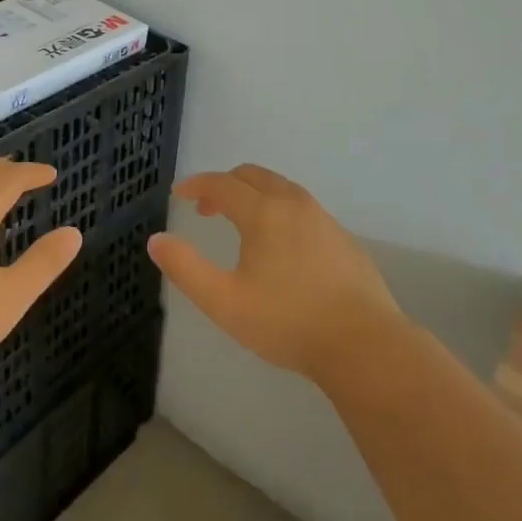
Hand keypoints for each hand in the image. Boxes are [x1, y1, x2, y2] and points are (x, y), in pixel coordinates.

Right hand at [149, 164, 405, 386]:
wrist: (364, 344)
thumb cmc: (288, 322)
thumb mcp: (224, 302)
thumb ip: (186, 268)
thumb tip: (156, 240)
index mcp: (263, 212)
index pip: (222, 184)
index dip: (197, 185)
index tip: (179, 194)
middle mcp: (293, 204)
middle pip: (253, 175)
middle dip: (224, 185)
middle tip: (207, 208)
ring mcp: (323, 218)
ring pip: (281, 188)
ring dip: (253, 194)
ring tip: (240, 224)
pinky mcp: (342, 238)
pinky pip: (301, 207)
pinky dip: (278, 209)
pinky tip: (279, 245)